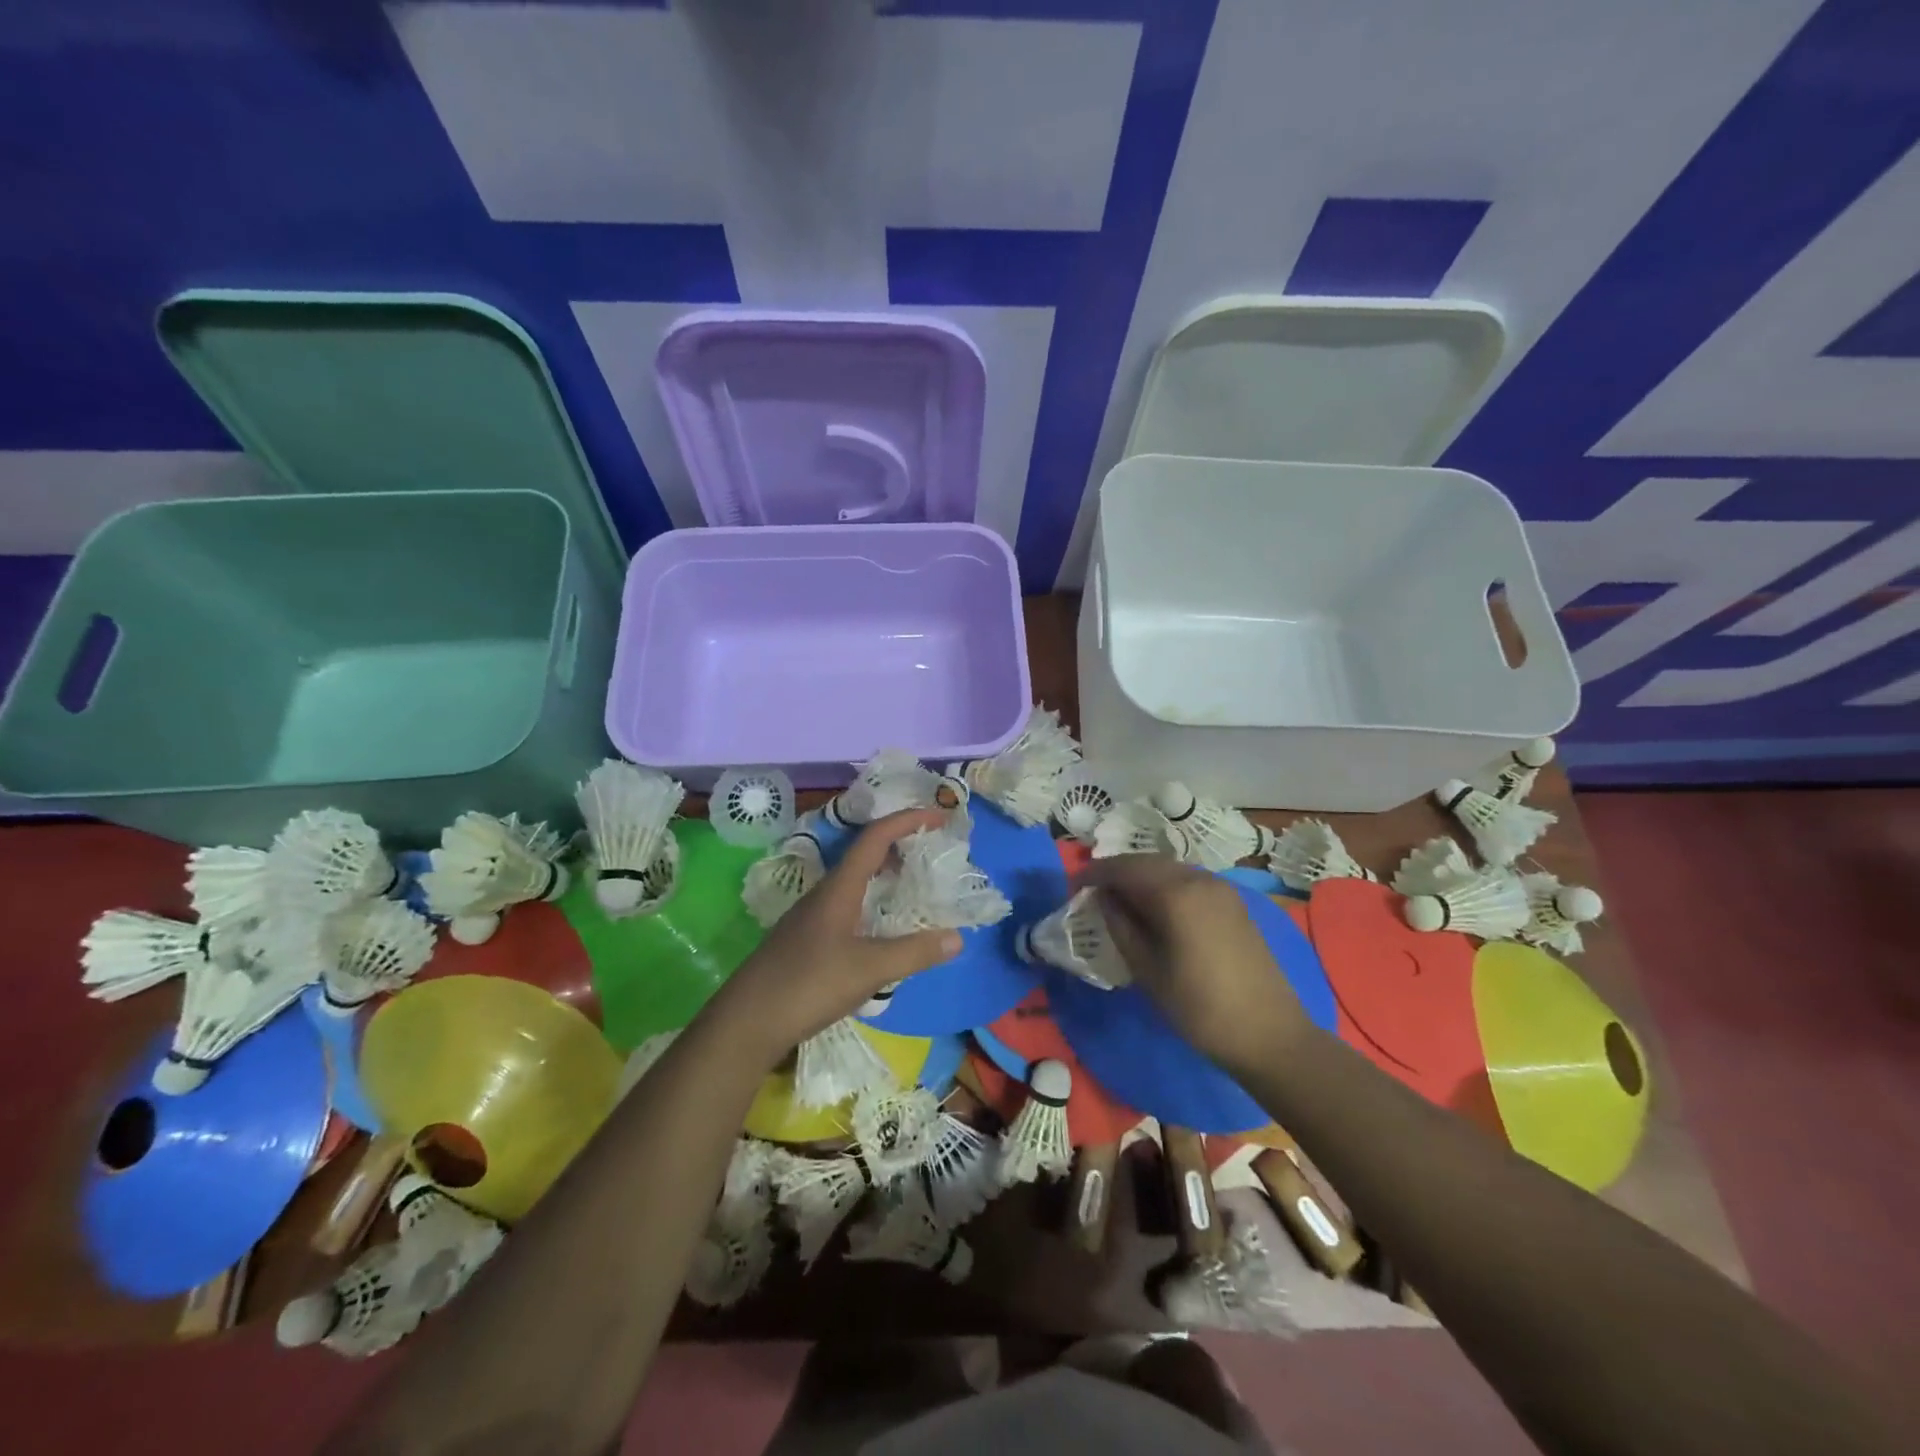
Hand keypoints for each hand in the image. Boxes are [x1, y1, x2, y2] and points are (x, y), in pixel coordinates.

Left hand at [711, 809, 962, 1068]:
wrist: (746, 1022)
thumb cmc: (808, 985)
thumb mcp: (869, 970)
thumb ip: (914, 952)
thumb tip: (957, 937)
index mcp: (839, 888)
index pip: (875, 838)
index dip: (907, 820)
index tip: (938, 816)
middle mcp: (824, 894)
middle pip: (864, 854)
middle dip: (899, 844)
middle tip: (931, 849)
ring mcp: (811, 917)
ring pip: (854, 881)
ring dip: (884, 873)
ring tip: (914, 882)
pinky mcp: (806, 940)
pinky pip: (847, 905)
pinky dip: (872, 900)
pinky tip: (882, 926)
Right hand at [1079, 854, 1311, 1075]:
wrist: (1270, 1035)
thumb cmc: (1199, 1007)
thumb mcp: (1147, 970)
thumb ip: (1120, 926)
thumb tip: (1103, 899)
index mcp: (1175, 893)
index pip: (1123, 868)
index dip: (1094, 874)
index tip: (1072, 887)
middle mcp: (1198, 879)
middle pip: (1147, 862)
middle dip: (1117, 872)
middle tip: (1092, 892)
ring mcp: (1221, 889)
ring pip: (1169, 869)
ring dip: (1140, 877)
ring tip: (1119, 900)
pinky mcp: (1233, 903)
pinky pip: (1188, 881)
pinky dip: (1164, 886)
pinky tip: (1154, 908)